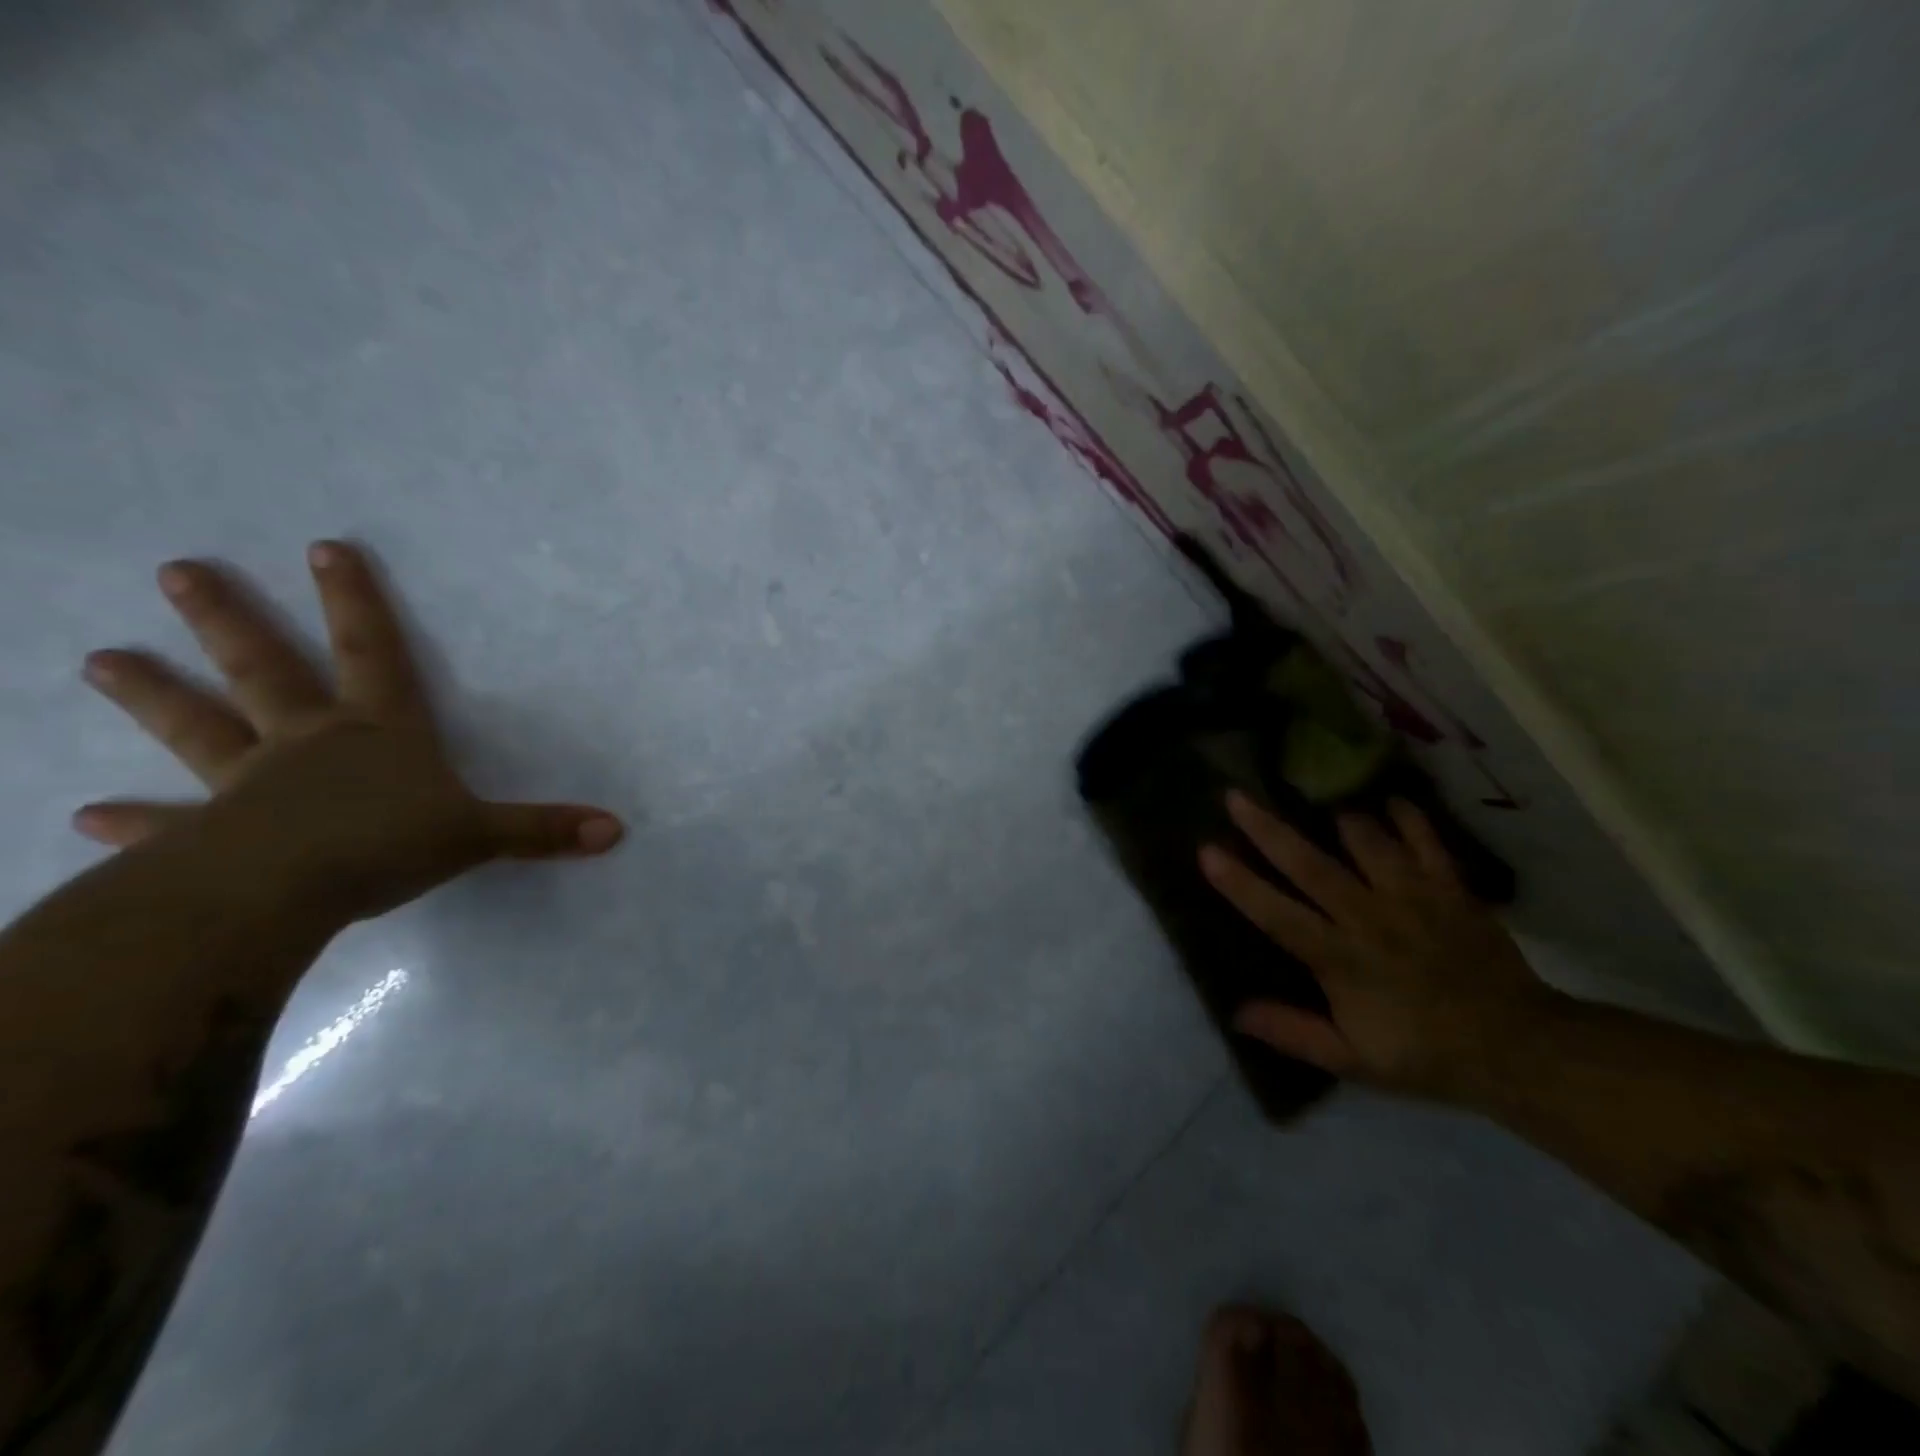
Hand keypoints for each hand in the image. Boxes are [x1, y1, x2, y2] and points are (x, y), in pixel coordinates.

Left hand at [77, 541, 623, 923]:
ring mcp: (252, 785)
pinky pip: (172, 823)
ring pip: (201, 728)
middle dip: (228, 621)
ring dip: (156, 695)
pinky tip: (91, 815)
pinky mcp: (212, 836)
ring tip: (99, 660)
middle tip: (176, 572)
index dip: (355, 601)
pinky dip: (135, 820)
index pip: (372, 652)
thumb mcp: (481, 835)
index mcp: (379, 731)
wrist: (287, 892)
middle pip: (267, 670)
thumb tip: (616, 830)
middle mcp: (310, 742)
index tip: (323, 548)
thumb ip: (544, 830)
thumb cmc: (389, 844)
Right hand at [1200, 793, 1561, 1104]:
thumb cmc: (1425, 1054)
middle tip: (1235, 796)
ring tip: (1319, 800)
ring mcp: (1413, 899)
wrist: (1519, 1048)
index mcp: (1341, 960)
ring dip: (1339, 819)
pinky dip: (1409, 819)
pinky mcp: (1451, 890)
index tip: (1207, 851)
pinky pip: (1427, 843)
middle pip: (1311, 866)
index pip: (1279, 916)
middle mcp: (1370, 919)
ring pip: (1368, 844)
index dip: (1240, 884)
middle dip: (1268, 830)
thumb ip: (1294, 1034)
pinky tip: (1392, 802)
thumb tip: (1236, 1012)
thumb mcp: (1354, 1061)